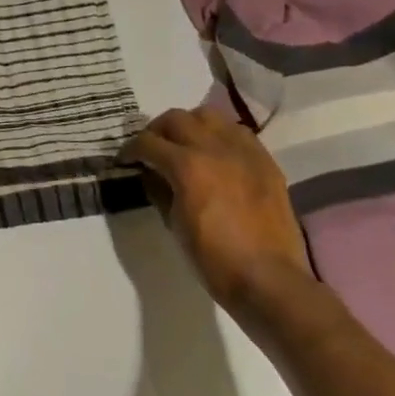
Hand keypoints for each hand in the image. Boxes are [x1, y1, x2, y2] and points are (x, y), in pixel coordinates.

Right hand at [120, 107, 311, 313]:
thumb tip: (151, 174)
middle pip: (176, 118)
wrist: (268, 279)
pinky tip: (217, 155)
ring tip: (185, 144)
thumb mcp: (173, 223)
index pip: (148, 142)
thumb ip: (159, 190)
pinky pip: (238, 133)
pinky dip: (220, 136)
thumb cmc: (213, 257)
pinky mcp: (266, 161)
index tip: (125, 160)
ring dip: (190, 125)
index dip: (130, 150)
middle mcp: (215, 148)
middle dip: (157, 131)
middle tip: (152, 149)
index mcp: (187, 165)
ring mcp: (244, 152)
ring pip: (209, 116)